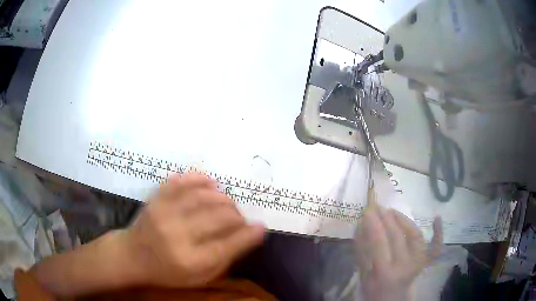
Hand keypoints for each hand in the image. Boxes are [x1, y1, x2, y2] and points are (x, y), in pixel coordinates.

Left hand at [122, 173, 265, 287]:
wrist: (131, 256)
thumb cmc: (166, 272)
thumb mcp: (198, 278)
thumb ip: (223, 259)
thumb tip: (248, 236)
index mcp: (190, 260)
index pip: (229, 244)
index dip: (249, 234)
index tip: (261, 227)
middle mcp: (177, 235)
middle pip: (219, 217)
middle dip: (237, 215)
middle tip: (241, 218)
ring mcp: (164, 213)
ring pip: (203, 196)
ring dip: (223, 198)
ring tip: (229, 203)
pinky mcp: (156, 199)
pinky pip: (181, 182)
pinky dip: (199, 179)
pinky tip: (211, 183)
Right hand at [354, 205, 442, 300]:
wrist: (392, 299)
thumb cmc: (374, 290)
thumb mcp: (363, 275)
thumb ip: (361, 252)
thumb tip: (360, 226)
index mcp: (385, 273)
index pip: (379, 243)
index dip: (373, 225)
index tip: (367, 211)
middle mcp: (404, 266)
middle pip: (397, 237)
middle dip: (386, 219)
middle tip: (378, 207)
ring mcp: (417, 263)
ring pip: (415, 236)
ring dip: (404, 220)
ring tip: (392, 211)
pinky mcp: (425, 262)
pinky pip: (435, 247)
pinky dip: (438, 233)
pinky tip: (437, 218)